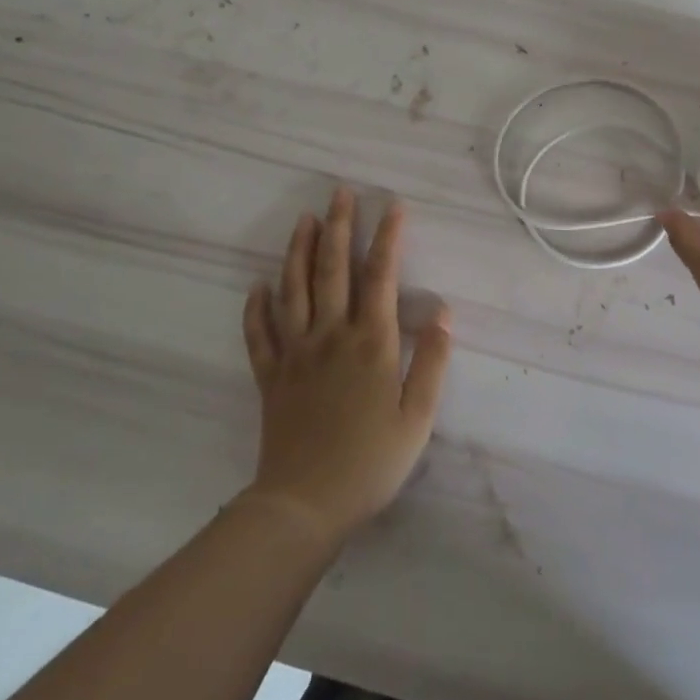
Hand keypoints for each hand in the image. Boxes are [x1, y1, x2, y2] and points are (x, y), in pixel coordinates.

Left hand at [242, 187, 451, 541]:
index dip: (388, 239)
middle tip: (340, 193)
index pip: (381, 278)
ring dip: (299, 251)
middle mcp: (331, 336)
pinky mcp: (270, 377)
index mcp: (372, 343)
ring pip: (294, 290)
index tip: (394, 206)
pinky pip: (259, 334)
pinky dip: (256, 308)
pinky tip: (257, 286)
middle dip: (340, 227)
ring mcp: (295, 354)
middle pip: (333, 270)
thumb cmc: (371, 462)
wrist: (304, 506)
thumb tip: (444, 313)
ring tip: (305, 219)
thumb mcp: (418, 418)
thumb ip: (432, 363)